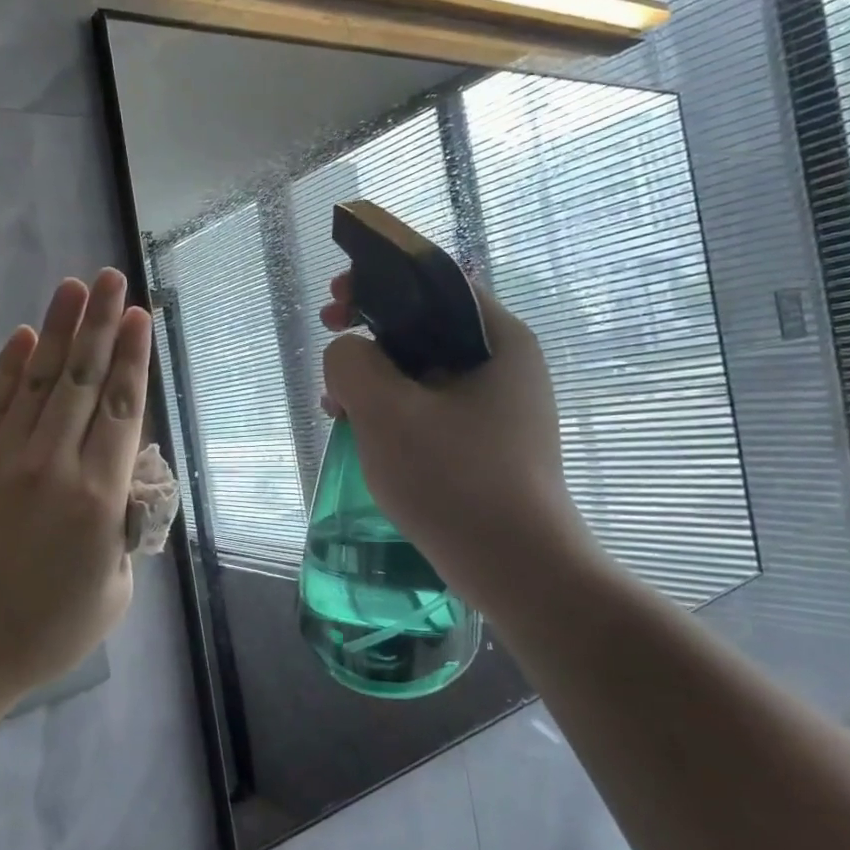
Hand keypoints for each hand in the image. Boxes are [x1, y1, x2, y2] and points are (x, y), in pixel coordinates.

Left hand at [0, 269, 152, 724]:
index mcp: (99, 497)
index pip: (121, 409)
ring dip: (59, 330)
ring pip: (38, 380)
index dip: (132, 358)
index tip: (138, 316)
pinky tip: (24, 335)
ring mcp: (4, 459)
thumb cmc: (43, 633)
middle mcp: (55, 464)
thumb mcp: (112, 591)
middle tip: (112, 277)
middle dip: (101, 324)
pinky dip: (8, 367)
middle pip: (83, 380)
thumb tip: (125, 482)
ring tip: (74, 287)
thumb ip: (125, 528)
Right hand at [319, 272, 590, 607]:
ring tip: (336, 404)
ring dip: (377, 377)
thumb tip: (348, 354)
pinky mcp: (491, 443)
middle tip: (331, 344)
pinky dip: (396, 410)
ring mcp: (502, 407)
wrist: (518, 569)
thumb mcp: (385, 411)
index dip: (378, 280)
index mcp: (498, 337)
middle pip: (428, 325)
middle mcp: (508, 364)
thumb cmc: (454, 480)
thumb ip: (352, 362)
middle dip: (371, 334)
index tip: (335, 301)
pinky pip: (434, 408)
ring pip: (426, 371)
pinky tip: (365, 434)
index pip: (434, 281)